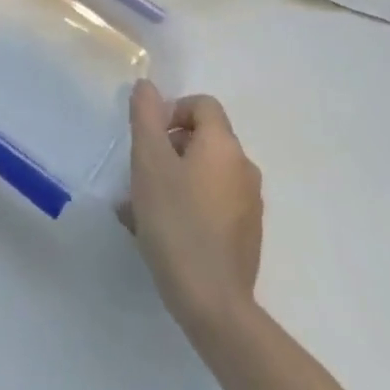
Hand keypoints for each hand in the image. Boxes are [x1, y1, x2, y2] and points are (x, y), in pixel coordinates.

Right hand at [121, 80, 263, 342]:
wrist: (213, 303)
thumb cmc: (176, 220)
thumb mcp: (149, 160)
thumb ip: (145, 115)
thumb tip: (147, 86)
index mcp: (224, 145)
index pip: (202, 105)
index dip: (172, 110)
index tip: (149, 138)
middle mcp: (244, 168)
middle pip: (203, 139)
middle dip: (169, 148)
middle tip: (140, 174)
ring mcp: (249, 205)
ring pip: (205, 174)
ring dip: (175, 179)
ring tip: (143, 208)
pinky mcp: (246, 236)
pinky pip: (213, 204)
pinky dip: (189, 205)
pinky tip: (163, 232)